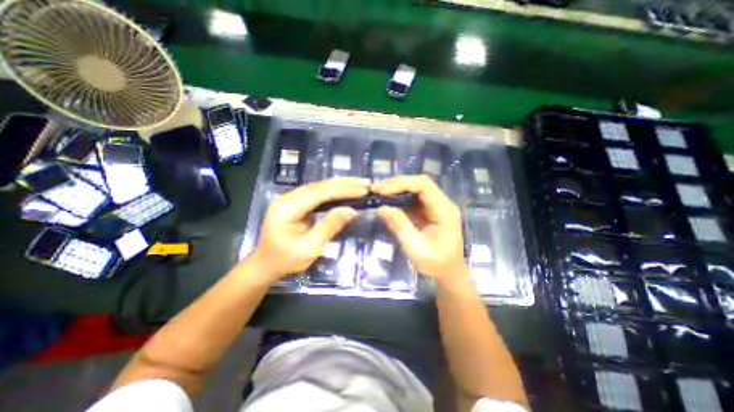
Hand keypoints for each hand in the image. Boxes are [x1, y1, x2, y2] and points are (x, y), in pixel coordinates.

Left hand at [250, 178, 369, 282]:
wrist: (265, 265)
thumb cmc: (285, 260)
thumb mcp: (309, 248)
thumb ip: (329, 226)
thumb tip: (351, 210)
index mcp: (287, 208)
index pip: (320, 193)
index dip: (343, 190)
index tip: (363, 190)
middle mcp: (288, 198)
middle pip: (320, 186)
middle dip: (345, 184)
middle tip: (367, 183)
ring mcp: (292, 199)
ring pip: (320, 187)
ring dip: (341, 185)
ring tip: (360, 184)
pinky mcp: (297, 203)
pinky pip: (318, 193)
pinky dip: (334, 191)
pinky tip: (346, 190)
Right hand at [373, 173, 469, 286]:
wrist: (448, 272)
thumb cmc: (435, 263)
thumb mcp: (416, 248)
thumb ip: (400, 226)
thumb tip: (382, 208)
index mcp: (444, 210)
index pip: (423, 185)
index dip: (402, 184)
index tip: (382, 191)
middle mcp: (441, 203)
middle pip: (419, 183)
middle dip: (397, 183)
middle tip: (376, 189)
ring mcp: (435, 206)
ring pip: (415, 188)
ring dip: (396, 188)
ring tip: (378, 192)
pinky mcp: (428, 211)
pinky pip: (413, 199)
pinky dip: (399, 197)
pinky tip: (387, 199)